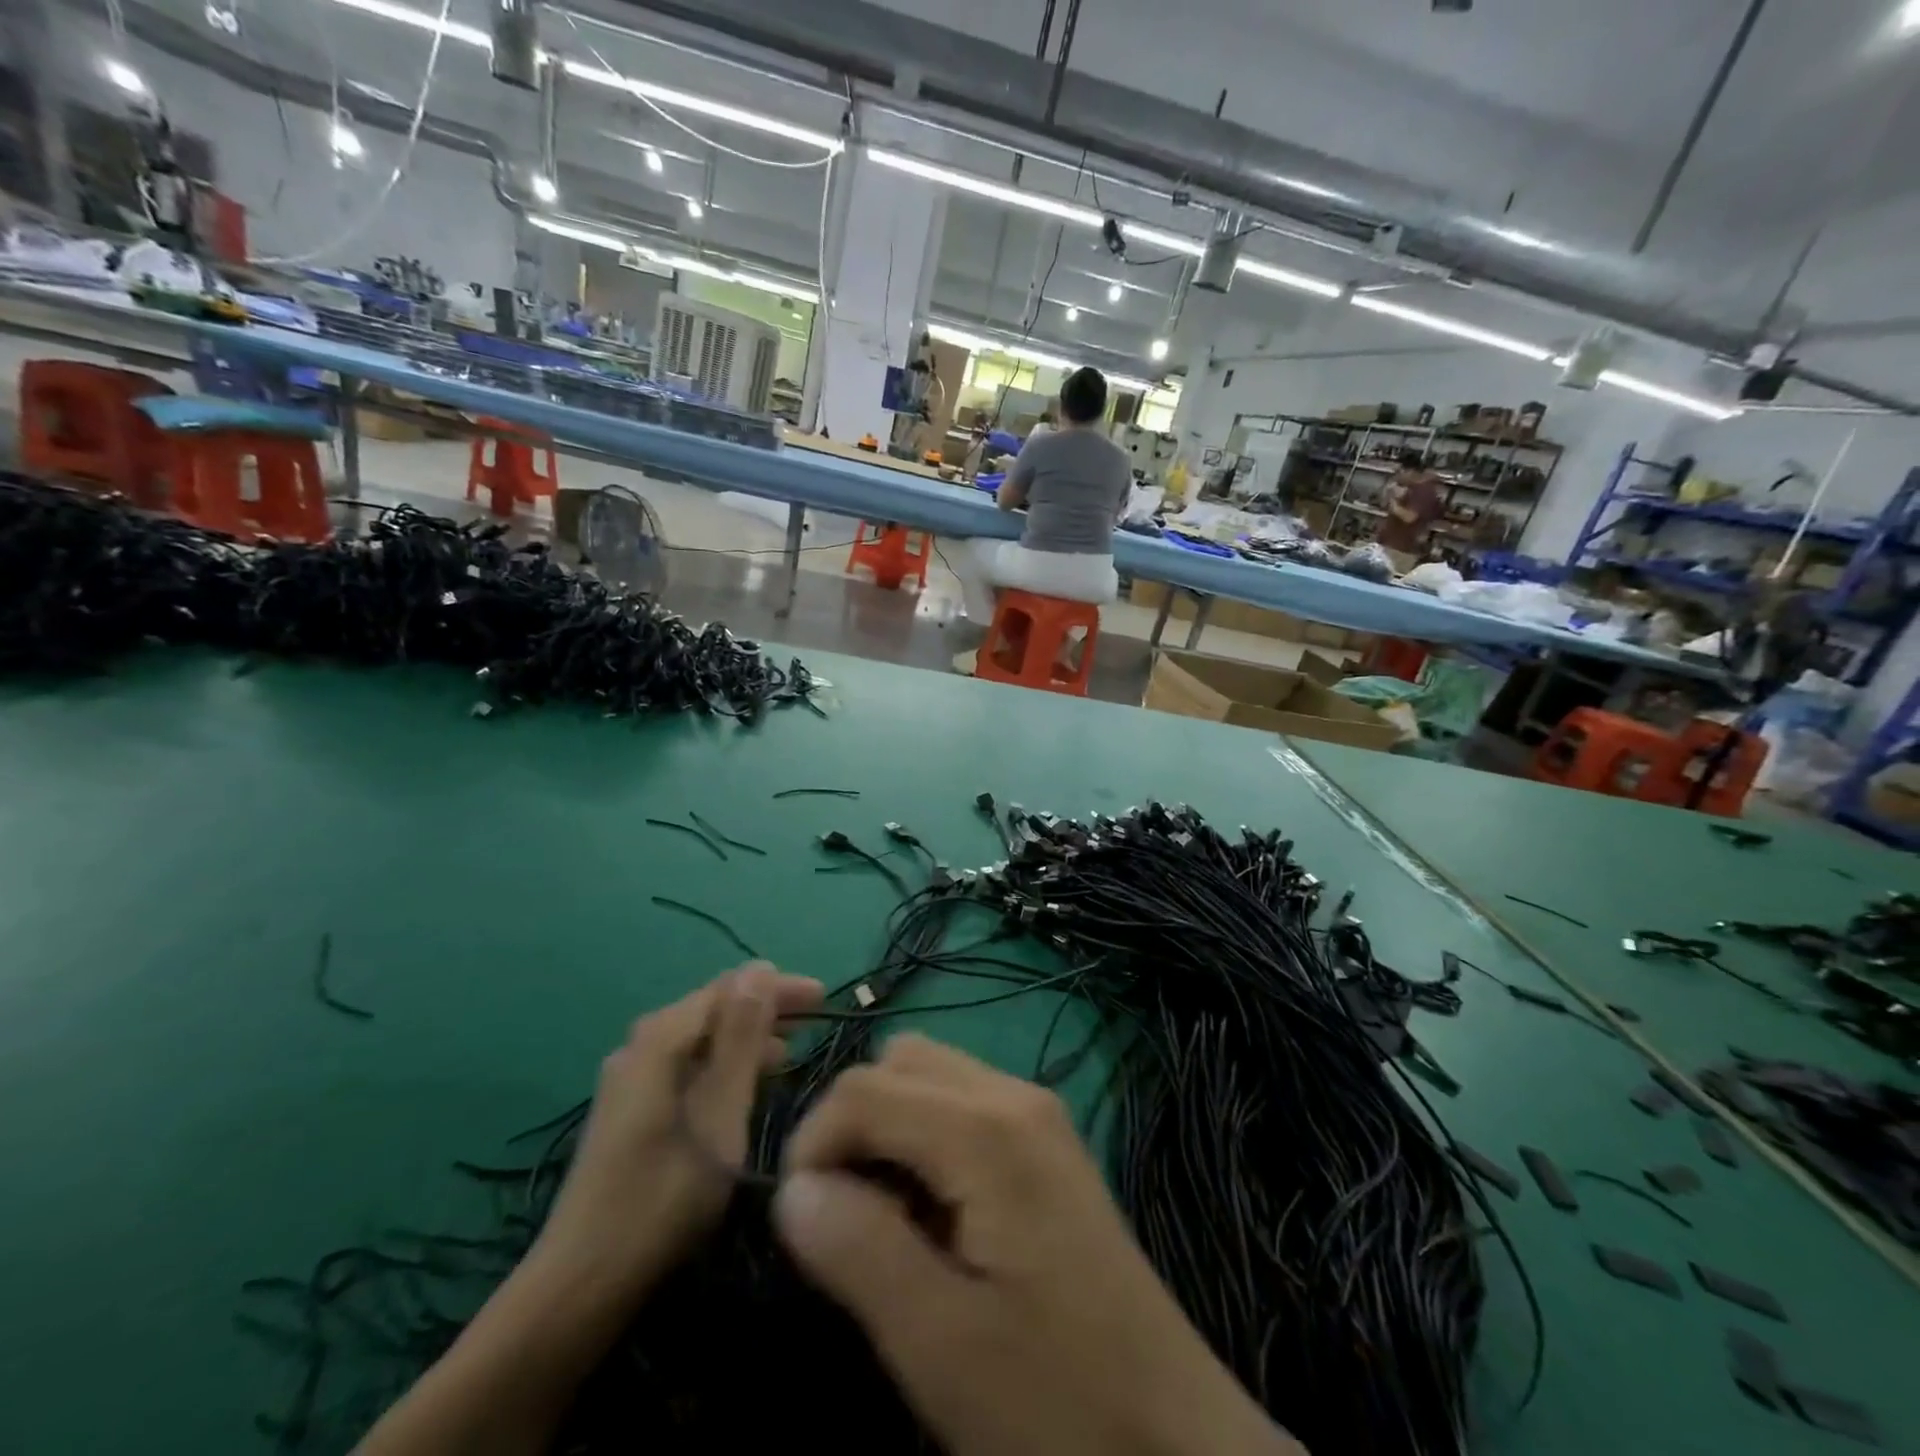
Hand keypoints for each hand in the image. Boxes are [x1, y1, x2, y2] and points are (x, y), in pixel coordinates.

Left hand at [534, 963, 822, 1296]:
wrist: (580, 1285)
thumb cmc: (664, 1197)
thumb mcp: (719, 1114)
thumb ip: (741, 1039)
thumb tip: (760, 968)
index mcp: (658, 1039)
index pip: (728, 988)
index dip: (778, 988)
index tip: (824, 999)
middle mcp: (638, 1046)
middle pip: (712, 1009)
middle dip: (764, 1011)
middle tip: (814, 1025)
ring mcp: (628, 1079)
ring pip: (699, 1039)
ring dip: (745, 1039)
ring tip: (789, 1053)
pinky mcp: (627, 1109)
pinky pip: (685, 1065)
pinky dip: (721, 1066)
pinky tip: (742, 1086)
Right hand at [772, 1034, 1299, 1455]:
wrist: (1174, 1440)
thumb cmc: (1054, 1400)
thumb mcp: (939, 1344)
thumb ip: (858, 1250)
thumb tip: (792, 1189)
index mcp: (987, 1130)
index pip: (864, 1089)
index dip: (813, 1144)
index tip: (801, 1222)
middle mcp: (1015, 1095)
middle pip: (899, 1061)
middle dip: (853, 1124)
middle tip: (847, 1217)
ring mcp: (1038, 1113)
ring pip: (931, 1074)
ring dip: (890, 1128)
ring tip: (889, 1221)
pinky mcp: (1047, 1141)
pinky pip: (964, 1102)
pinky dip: (927, 1137)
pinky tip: (937, 1216)